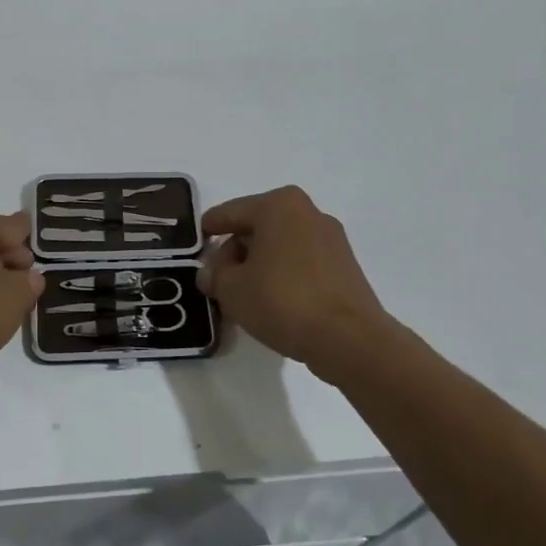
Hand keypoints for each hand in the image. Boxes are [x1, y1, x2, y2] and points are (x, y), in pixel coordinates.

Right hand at [198, 186, 393, 372]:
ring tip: (244, 294)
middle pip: (257, 227)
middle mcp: (308, 212)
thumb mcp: (231, 289)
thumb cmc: (283, 301)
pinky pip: (301, 262)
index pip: (230, 213)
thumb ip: (214, 275)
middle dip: (235, 251)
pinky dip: (283, 274)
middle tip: (219, 279)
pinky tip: (273, 301)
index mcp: (278, 205)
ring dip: (259, 264)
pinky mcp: (345, 266)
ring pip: (280, 245)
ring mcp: (331, 239)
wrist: (349, 339)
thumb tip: (211, 273)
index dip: (209, 229)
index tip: (196, 244)